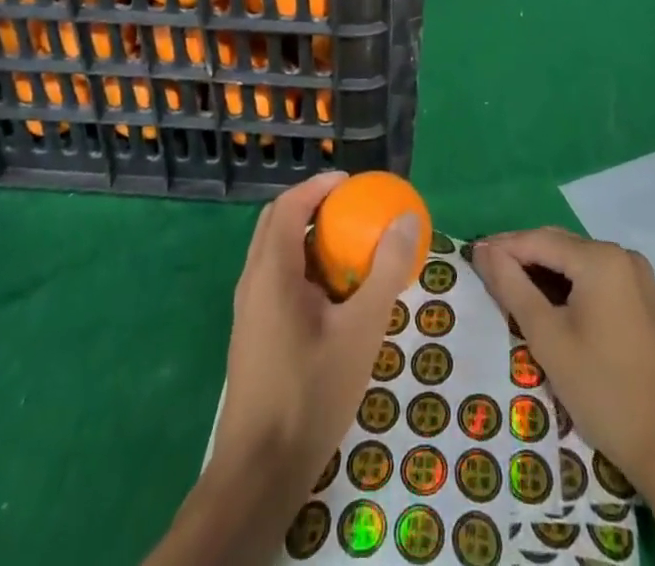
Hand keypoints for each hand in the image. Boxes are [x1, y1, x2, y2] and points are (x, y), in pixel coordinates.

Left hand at [209, 171, 422, 493]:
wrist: (260, 472)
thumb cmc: (311, 392)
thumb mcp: (361, 330)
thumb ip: (385, 271)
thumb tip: (406, 218)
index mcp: (271, 271)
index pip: (288, 205)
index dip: (318, 186)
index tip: (352, 182)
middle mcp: (252, 281)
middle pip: (276, 223)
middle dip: (312, 206)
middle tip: (352, 209)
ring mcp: (248, 310)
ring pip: (274, 253)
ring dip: (307, 237)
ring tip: (348, 247)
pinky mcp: (252, 335)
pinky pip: (275, 280)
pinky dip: (302, 267)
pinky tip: (332, 296)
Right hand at [472, 227, 654, 493]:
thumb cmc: (604, 390)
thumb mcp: (548, 338)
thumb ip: (512, 286)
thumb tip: (483, 250)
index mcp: (600, 258)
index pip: (538, 240)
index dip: (502, 247)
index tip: (470, 258)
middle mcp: (621, 255)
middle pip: (559, 245)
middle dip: (521, 255)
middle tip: (486, 273)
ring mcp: (637, 277)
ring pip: (577, 261)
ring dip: (544, 271)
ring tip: (510, 288)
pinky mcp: (644, 300)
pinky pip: (596, 278)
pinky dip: (568, 285)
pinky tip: (549, 304)